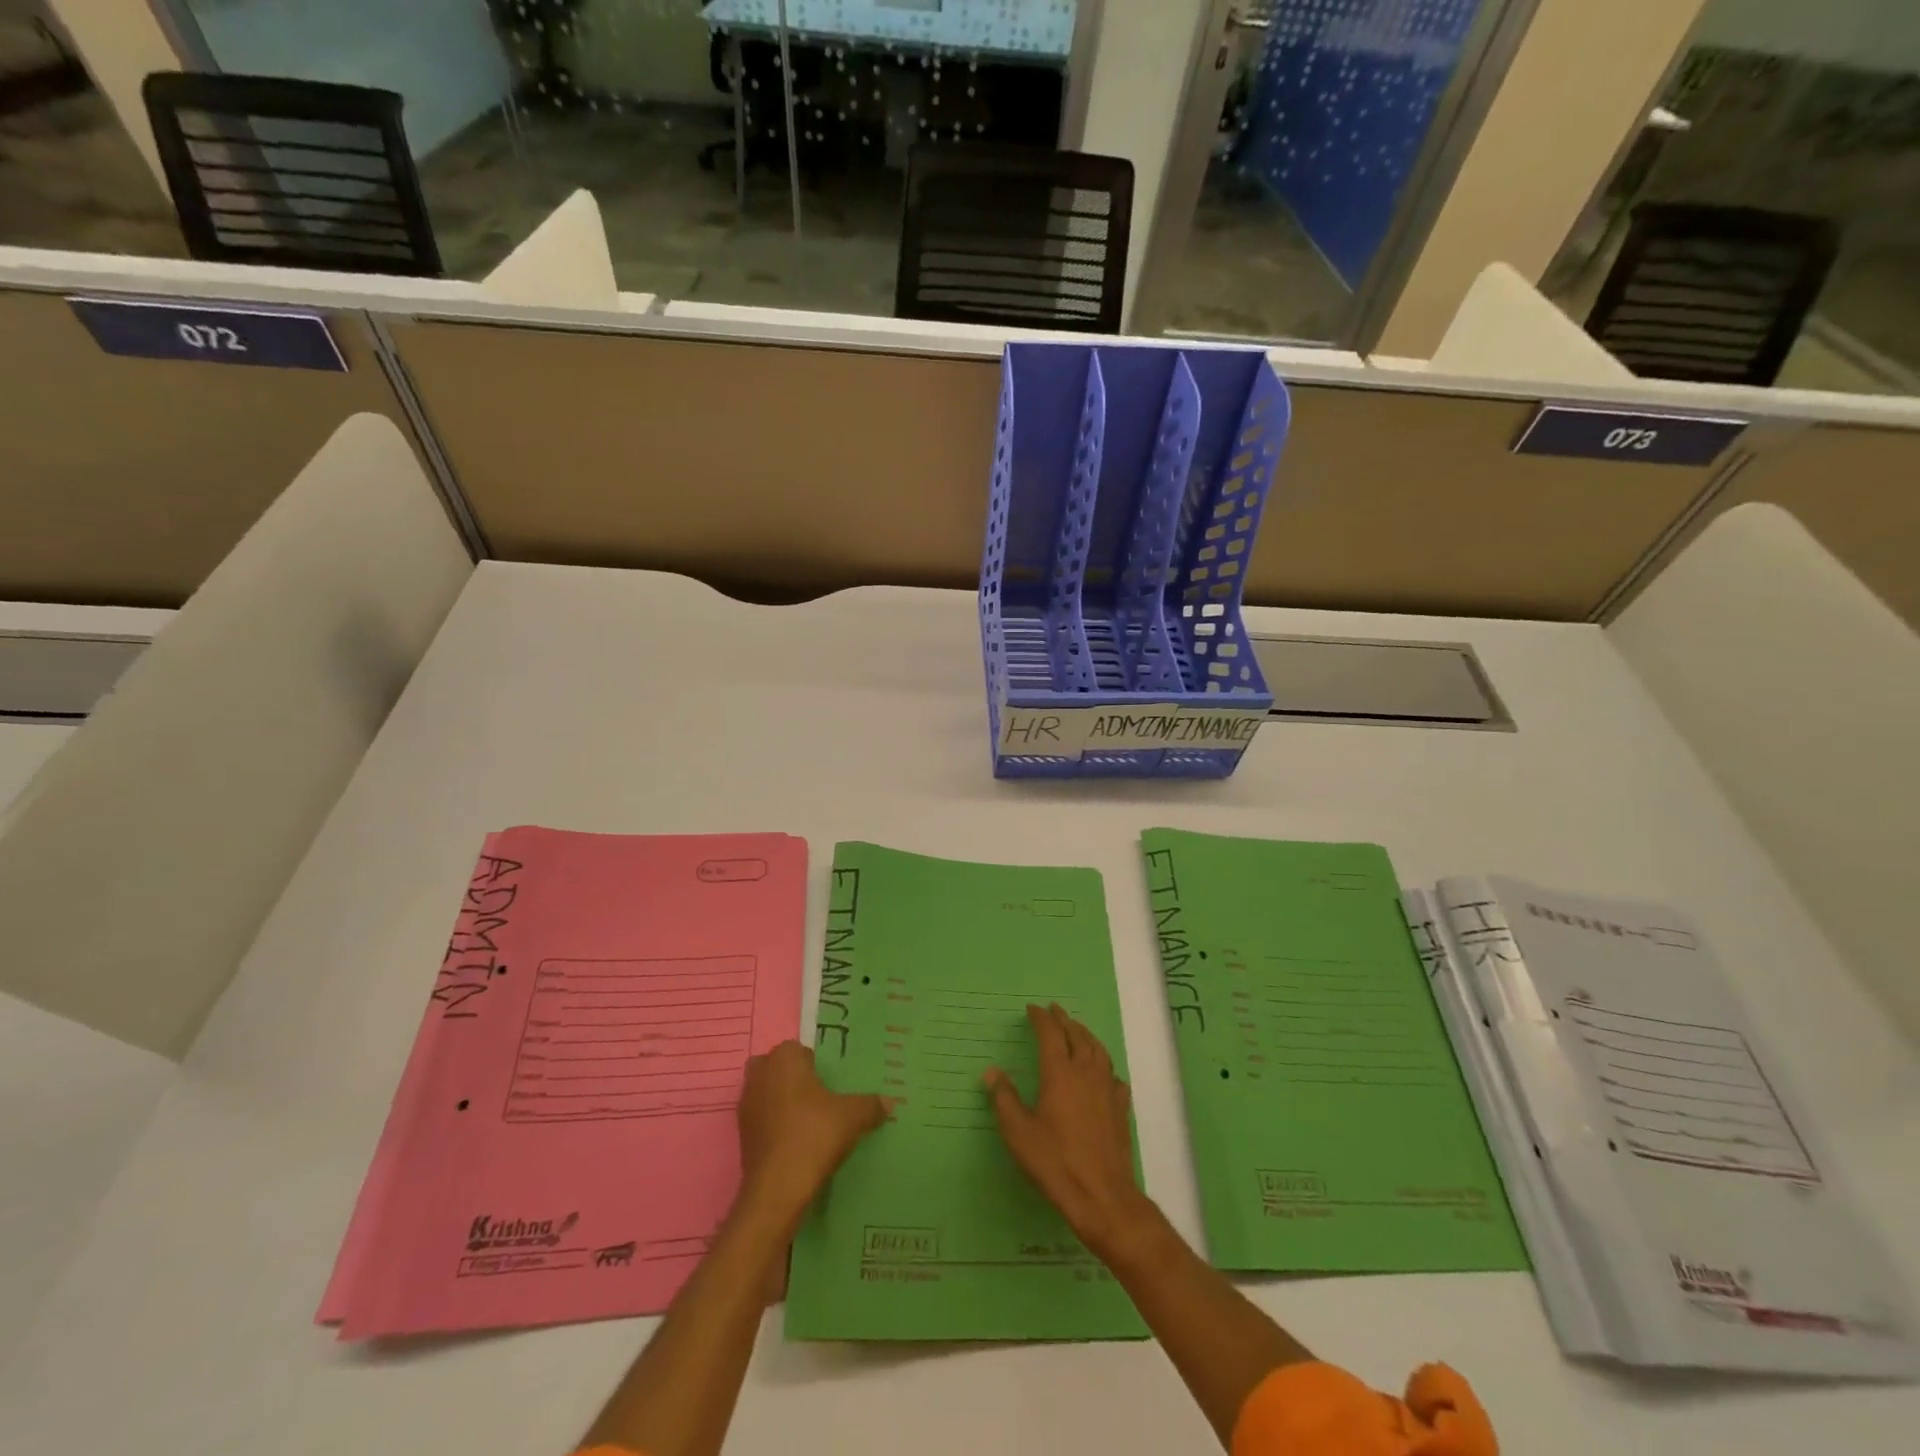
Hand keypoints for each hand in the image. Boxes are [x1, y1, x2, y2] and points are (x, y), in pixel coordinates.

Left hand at [737, 1041, 888, 1224]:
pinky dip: (773, 1125)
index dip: (814, 1065)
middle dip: (792, 1078)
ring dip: (781, 1101)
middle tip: (818, 1098)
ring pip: (766, 1092)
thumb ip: (871, 1105)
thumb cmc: (815, 1135)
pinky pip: (760, 1118)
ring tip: (807, 1121)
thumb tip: (890, 1102)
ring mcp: (746, 1104)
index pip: (799, 1050)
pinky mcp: (740, 1133)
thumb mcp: (853, 1117)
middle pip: (777, 1068)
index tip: (830, 1083)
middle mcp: (760, 1074)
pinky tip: (794, 1142)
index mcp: (784, 1058)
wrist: (778, 1188)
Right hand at [985, 1003, 1153, 1258]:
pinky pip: (1113, 1075)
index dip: (1041, 1018)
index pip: (1050, 1033)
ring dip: (1086, 1035)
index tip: (1032, 1009)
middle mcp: (1085, 1072)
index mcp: (1059, 1072)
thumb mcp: (1018, 1132)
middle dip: (1064, 1020)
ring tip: (1078, 1030)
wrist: (1101, 1195)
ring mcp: (1107, 1089)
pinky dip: (1105, 1065)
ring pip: (1098, 1050)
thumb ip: (1004, 1098)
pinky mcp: (1120, 1108)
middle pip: (1076, 1035)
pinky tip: (1103, 1073)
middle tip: (1054, 1010)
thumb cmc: (1054, 1161)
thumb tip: (992, 1071)